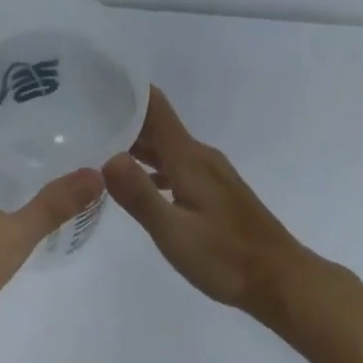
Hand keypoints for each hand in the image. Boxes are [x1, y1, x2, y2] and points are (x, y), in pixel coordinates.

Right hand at [102, 87, 315, 323]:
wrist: (280, 280)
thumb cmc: (226, 258)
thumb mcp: (175, 233)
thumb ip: (140, 195)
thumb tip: (107, 157)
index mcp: (189, 159)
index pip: (155, 107)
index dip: (127, 90)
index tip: (94, 82)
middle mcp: (200, 157)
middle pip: (157, 125)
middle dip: (122, 116)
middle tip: (81, 115)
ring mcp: (210, 174)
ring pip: (166, 147)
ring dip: (135, 143)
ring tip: (97, 144)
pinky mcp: (215, 192)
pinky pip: (175, 165)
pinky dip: (152, 165)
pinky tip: (135, 180)